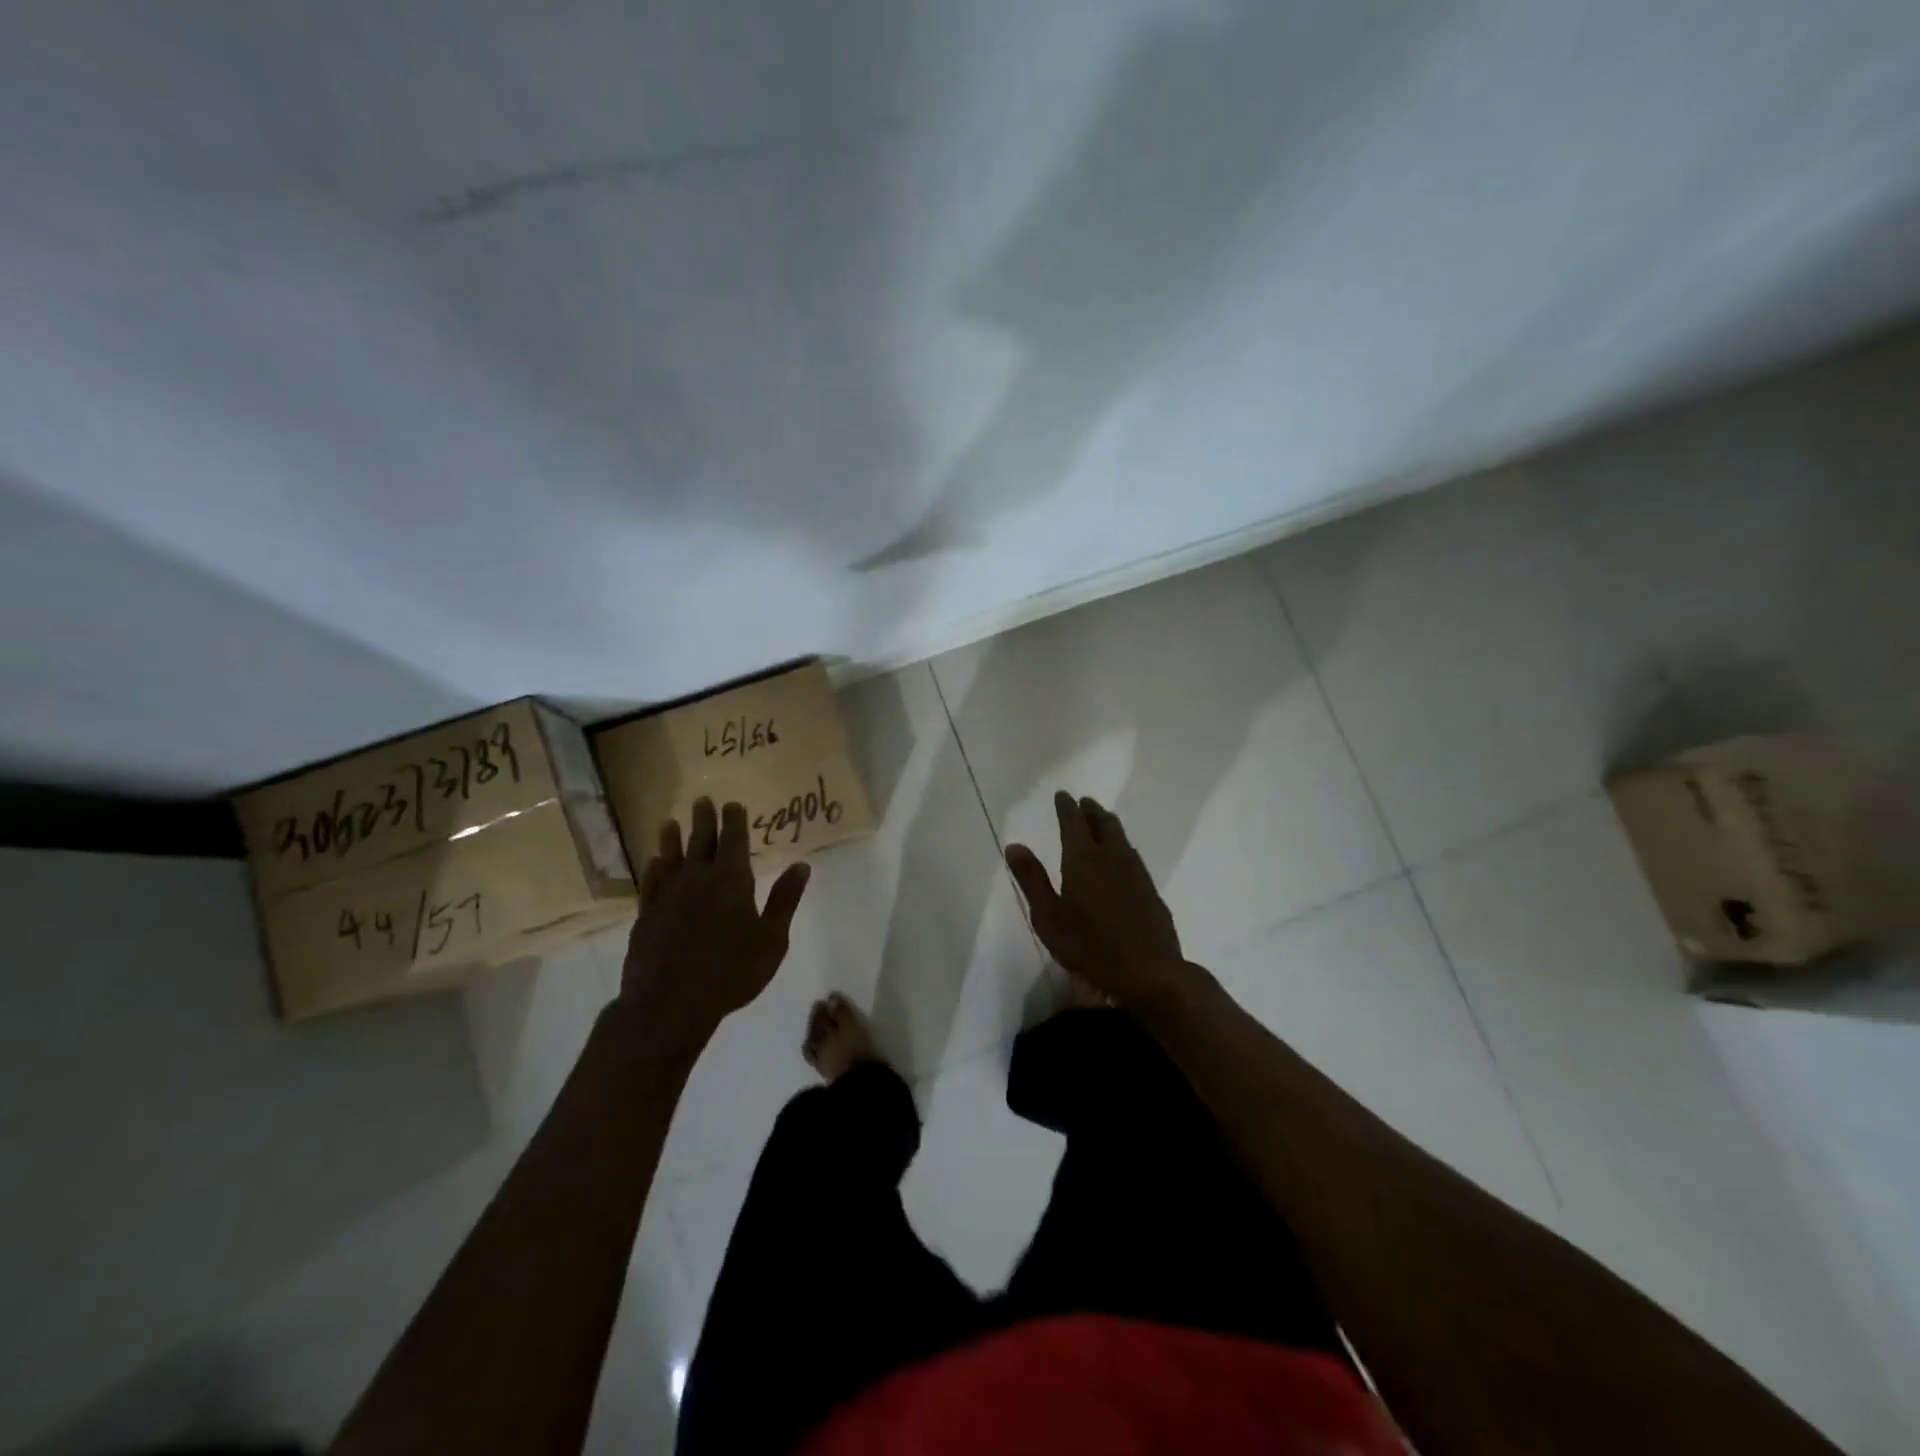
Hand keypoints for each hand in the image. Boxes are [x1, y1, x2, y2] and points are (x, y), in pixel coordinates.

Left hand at [619, 797, 810, 1047]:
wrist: (670, 1002)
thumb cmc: (732, 971)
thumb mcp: (772, 938)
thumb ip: (784, 899)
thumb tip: (802, 865)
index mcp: (732, 880)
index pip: (734, 840)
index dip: (734, 820)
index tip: (732, 803)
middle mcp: (698, 879)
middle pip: (701, 841)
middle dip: (704, 819)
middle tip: (702, 800)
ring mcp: (668, 895)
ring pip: (671, 857)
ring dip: (672, 838)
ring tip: (669, 822)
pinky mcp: (647, 914)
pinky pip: (650, 883)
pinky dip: (653, 869)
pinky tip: (653, 863)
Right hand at [1005, 791, 1189, 1008]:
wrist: (1147, 970)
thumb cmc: (1088, 945)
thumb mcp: (1048, 916)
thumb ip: (1032, 879)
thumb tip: (1014, 845)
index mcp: (1082, 858)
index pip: (1073, 821)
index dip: (1066, 806)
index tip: (1062, 795)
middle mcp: (1111, 856)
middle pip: (1103, 822)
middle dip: (1091, 810)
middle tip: (1083, 803)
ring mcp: (1136, 871)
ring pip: (1121, 837)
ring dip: (1108, 825)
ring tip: (1100, 823)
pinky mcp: (1150, 889)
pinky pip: (1132, 855)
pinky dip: (1121, 846)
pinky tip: (1120, 858)